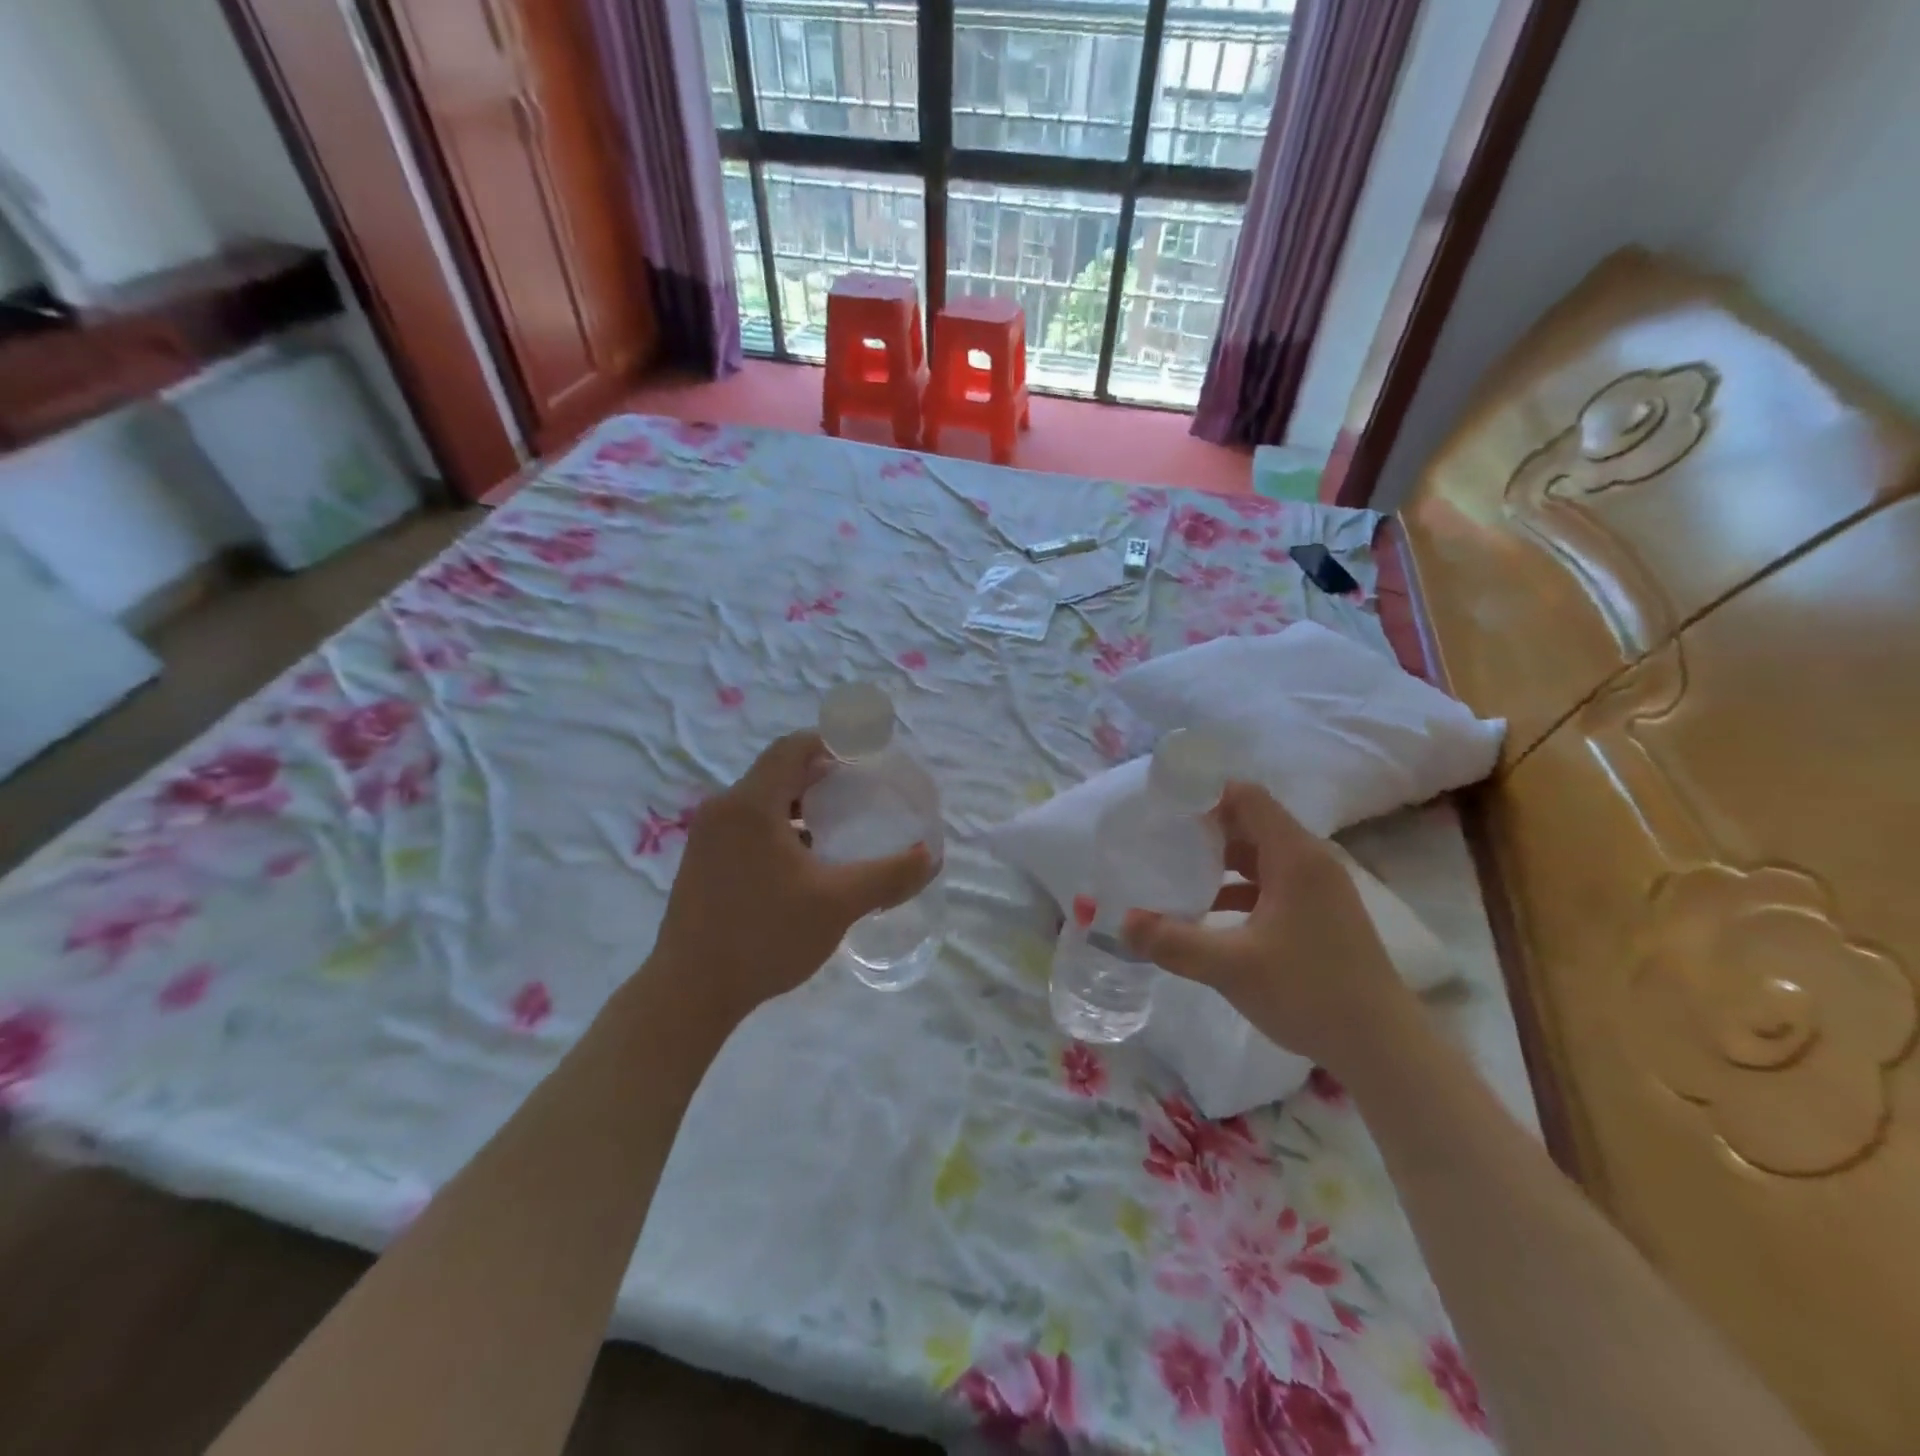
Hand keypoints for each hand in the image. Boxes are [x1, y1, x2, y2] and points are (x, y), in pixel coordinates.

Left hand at [647, 732, 934, 1025]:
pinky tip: (802, 860)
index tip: (864, 755)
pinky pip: (745, 824)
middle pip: (777, 771)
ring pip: (760, 800)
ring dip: (799, 803)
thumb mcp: (838, 904)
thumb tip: (929, 856)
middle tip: (859, 790)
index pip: (793, 747)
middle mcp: (723, 809)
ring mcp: (706, 836)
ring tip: (836, 825)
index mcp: (751, 804)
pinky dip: (778, 826)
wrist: (690, 992)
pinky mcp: (700, 861)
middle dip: (820, 774)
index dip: (832, 741)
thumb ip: (888, 875)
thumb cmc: (765, 937)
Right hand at [1121, 781, 1416, 1074]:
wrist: (1384, 1049)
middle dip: (1204, 829)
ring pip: (1260, 856)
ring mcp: (1319, 889)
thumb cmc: (1309, 993)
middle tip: (1158, 840)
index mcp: (1295, 856)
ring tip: (1174, 874)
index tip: (1164, 808)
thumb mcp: (1231, 966)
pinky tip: (1207, 914)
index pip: (1246, 797)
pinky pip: (1271, 883)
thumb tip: (1123, 922)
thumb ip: (1173, 941)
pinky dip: (1238, 888)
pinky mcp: (1320, 914)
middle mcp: (1310, 862)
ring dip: (1219, 861)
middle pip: (1250, 823)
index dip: (1204, 795)